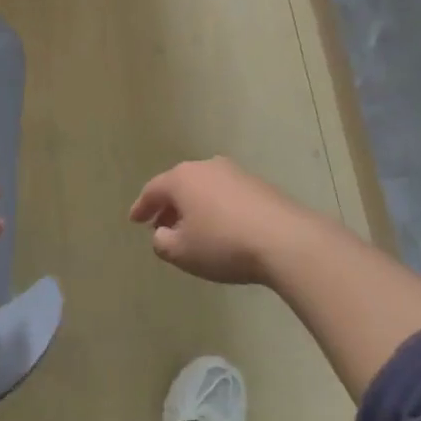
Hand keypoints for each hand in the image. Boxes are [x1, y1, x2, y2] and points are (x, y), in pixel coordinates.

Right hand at [129, 157, 323, 285]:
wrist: (285, 240)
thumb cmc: (223, 244)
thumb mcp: (181, 252)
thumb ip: (161, 242)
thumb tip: (162, 233)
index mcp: (181, 179)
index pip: (152, 190)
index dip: (141, 207)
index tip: (134, 220)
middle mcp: (205, 167)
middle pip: (178, 185)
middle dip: (168, 206)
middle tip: (160, 226)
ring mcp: (234, 173)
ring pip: (203, 188)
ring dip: (193, 207)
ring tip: (191, 229)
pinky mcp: (258, 185)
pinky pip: (225, 195)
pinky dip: (216, 208)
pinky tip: (220, 228)